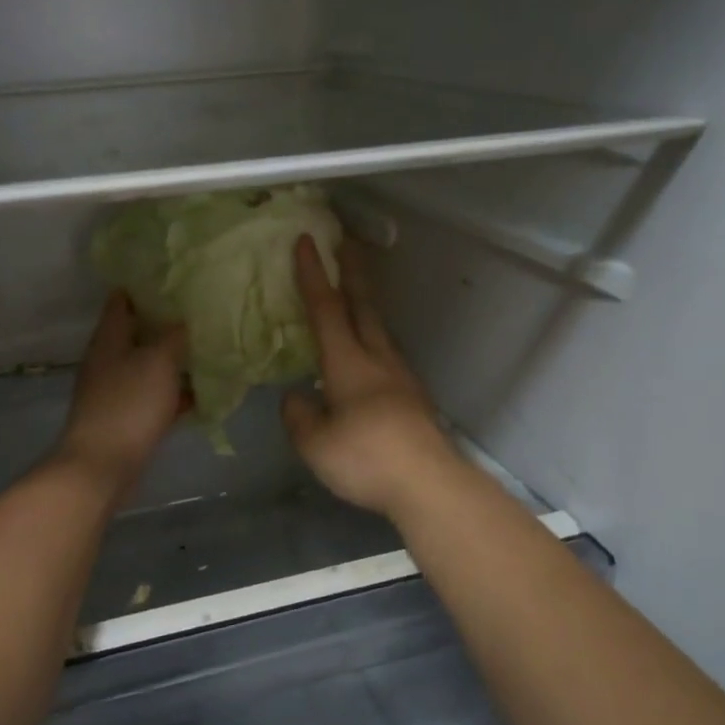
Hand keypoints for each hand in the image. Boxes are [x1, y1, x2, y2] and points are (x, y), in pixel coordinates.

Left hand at [55, 291, 187, 494]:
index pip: (122, 300)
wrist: (102, 466)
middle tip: (201, 312)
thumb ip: (173, 336)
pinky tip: (201, 392)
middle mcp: (108, 360)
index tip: (174, 277)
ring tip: (208, 348)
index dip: (144, 286)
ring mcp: (116, 391)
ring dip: (174, 360)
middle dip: (166, 323)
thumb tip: (184, 319)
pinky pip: (154, 397)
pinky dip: (174, 393)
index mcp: (109, 339)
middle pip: (138, 333)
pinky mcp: (127, 419)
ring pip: (149, 366)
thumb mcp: (158, 361)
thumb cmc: (128, 404)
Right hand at [283, 234, 456, 516]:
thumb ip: (299, 416)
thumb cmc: (365, 458)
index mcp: (347, 364)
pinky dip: (373, 340)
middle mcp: (377, 360)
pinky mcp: (414, 398)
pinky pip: (387, 356)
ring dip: (366, 305)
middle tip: (346, 242)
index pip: (326, 309)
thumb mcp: (314, 444)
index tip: (306, 241)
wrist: (429, 484)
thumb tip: (295, 398)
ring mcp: (401, 378)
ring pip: (380, 330)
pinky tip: (368, 358)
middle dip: (351, 272)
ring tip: (355, 297)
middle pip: (363, 306)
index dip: (313, 275)